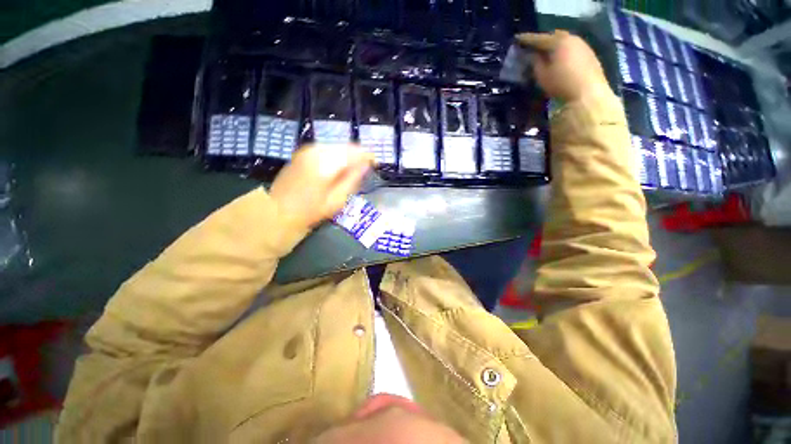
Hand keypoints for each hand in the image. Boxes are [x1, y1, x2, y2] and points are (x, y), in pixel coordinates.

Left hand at [270, 144, 374, 229]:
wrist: (277, 211)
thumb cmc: (310, 211)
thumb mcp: (337, 200)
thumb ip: (353, 179)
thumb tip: (366, 165)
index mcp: (327, 163)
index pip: (355, 152)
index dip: (368, 156)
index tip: (375, 164)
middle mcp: (317, 150)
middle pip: (345, 147)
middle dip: (357, 156)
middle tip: (364, 169)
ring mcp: (308, 150)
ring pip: (336, 147)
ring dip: (346, 156)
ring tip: (352, 170)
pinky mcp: (302, 152)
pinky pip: (326, 149)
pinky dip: (335, 156)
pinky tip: (337, 168)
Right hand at [516, 30, 610, 102]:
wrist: (588, 93)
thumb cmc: (561, 84)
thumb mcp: (542, 76)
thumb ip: (536, 63)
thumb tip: (533, 56)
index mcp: (558, 42)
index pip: (539, 39)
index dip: (527, 40)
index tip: (518, 39)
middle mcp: (571, 38)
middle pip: (554, 36)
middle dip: (543, 41)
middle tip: (534, 47)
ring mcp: (582, 45)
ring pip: (565, 41)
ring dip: (555, 46)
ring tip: (547, 53)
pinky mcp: (589, 54)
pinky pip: (572, 48)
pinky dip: (564, 51)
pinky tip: (561, 59)